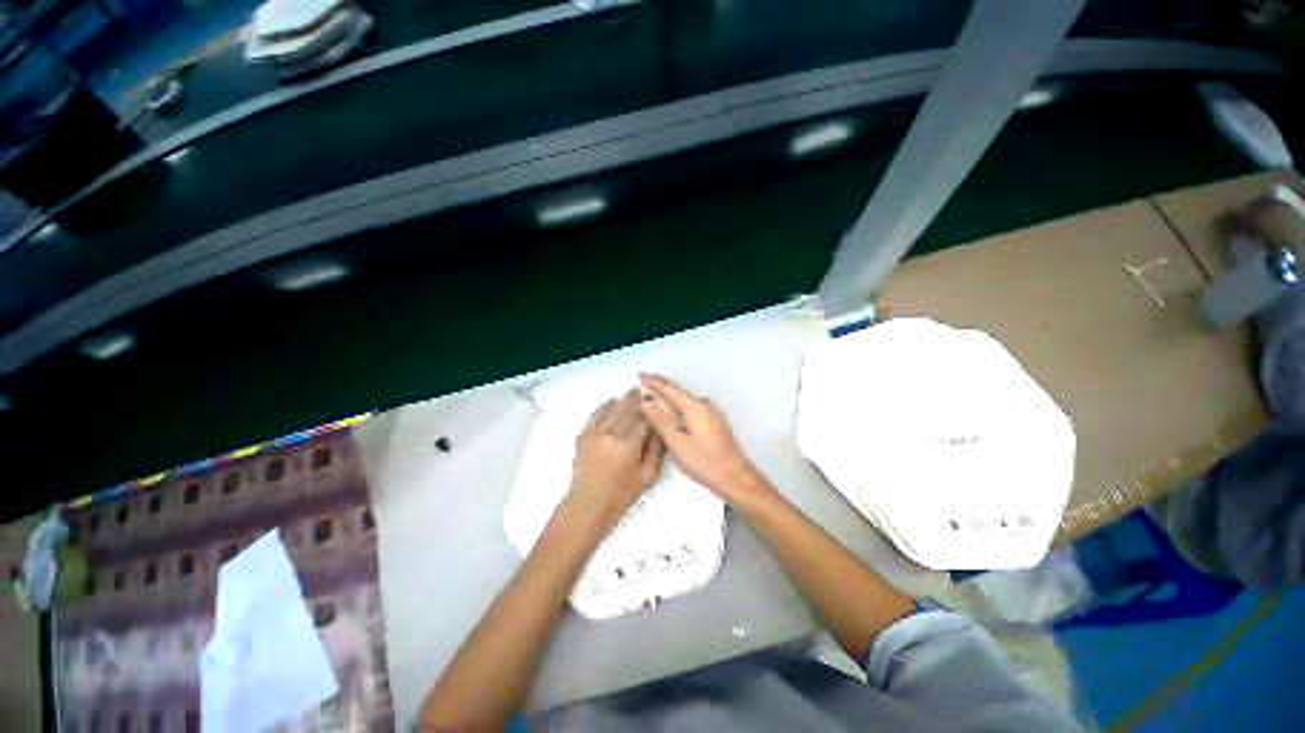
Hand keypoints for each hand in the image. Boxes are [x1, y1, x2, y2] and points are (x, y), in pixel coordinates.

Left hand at [569, 389, 665, 520]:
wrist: (588, 504)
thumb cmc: (620, 494)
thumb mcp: (646, 476)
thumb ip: (655, 451)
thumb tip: (657, 431)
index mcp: (629, 444)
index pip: (642, 420)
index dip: (650, 411)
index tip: (656, 403)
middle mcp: (611, 433)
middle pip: (627, 410)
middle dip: (637, 400)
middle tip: (645, 390)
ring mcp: (595, 432)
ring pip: (613, 409)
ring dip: (623, 400)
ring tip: (632, 392)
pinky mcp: (584, 435)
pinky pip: (595, 415)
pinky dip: (604, 406)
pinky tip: (611, 401)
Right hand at [638, 374, 768, 501]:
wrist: (735, 478)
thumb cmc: (704, 462)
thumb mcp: (677, 443)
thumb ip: (660, 420)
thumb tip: (645, 401)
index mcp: (695, 406)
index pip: (670, 388)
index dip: (654, 382)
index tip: (640, 375)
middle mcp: (705, 405)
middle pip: (678, 392)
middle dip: (660, 388)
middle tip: (643, 385)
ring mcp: (712, 413)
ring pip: (685, 401)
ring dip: (669, 398)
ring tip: (653, 398)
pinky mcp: (714, 423)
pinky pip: (691, 408)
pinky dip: (678, 407)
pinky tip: (672, 414)